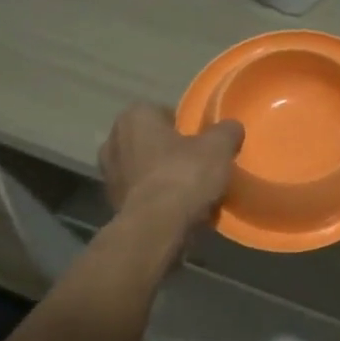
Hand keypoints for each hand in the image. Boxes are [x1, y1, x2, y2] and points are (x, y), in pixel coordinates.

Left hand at [99, 104, 243, 231]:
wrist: (157, 229)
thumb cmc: (184, 176)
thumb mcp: (218, 147)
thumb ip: (226, 131)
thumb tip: (231, 127)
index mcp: (134, 118)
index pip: (160, 111)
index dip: (182, 124)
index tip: (200, 139)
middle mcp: (113, 141)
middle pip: (149, 141)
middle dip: (169, 150)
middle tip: (196, 162)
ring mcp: (108, 176)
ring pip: (143, 169)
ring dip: (161, 176)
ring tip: (190, 189)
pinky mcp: (112, 206)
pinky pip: (141, 195)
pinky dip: (156, 199)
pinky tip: (179, 209)